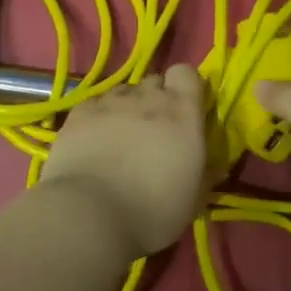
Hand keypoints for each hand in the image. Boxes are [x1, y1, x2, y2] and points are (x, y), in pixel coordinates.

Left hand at [40, 64, 208, 256]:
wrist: (90, 216)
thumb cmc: (152, 212)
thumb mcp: (193, 199)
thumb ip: (203, 173)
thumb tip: (211, 166)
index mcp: (182, 114)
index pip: (187, 73)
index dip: (185, 88)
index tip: (185, 111)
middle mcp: (147, 98)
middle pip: (154, 81)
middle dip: (155, 99)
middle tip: (153, 131)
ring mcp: (110, 103)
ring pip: (123, 91)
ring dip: (127, 107)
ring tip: (120, 137)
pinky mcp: (78, 113)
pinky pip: (95, 103)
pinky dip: (98, 116)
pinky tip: (93, 140)